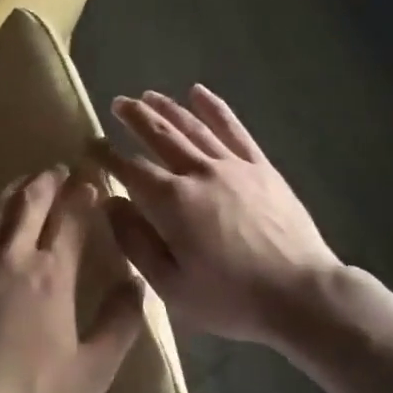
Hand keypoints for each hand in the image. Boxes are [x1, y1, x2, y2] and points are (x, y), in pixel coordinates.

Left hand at [0, 167, 144, 392]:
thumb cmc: (33, 391)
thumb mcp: (93, 370)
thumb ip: (120, 324)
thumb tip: (137, 285)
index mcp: (52, 274)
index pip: (71, 219)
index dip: (83, 196)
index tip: (93, 182)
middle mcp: (14, 256)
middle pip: (30, 202)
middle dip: (47, 181)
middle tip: (59, 169)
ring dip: (15, 190)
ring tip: (27, 181)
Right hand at [92, 87, 341, 344]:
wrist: (301, 294)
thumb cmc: (231, 299)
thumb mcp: (171, 286)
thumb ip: (136, 242)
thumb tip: (111, 203)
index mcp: (172, 202)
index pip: (131, 169)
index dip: (108, 155)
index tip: (92, 143)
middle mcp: (199, 172)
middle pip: (160, 136)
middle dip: (135, 117)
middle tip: (118, 103)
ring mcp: (233, 166)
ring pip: (193, 127)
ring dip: (168, 108)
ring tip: (149, 96)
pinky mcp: (261, 167)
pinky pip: (234, 130)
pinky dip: (214, 109)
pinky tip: (199, 93)